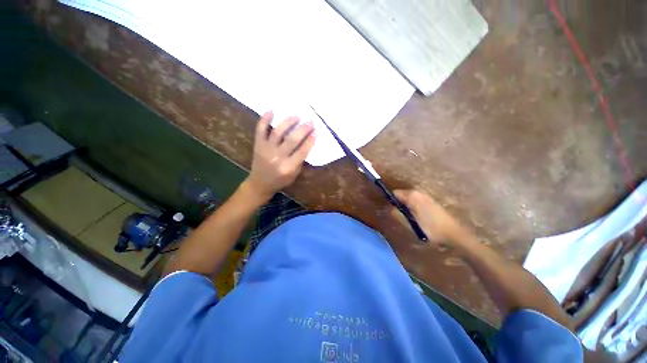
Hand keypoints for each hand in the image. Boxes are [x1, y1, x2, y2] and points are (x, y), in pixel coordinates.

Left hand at [245, 111, 315, 200]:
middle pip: (292, 140)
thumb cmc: (280, 180)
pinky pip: (260, 129)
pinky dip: (265, 119)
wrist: (260, 183)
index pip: (302, 151)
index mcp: (288, 167)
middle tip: (310, 122)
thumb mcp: (294, 174)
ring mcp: (266, 149)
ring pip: (278, 132)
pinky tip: (272, 111)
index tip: (316, 131)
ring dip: (288, 122)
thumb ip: (300, 160)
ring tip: (296, 116)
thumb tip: (307, 142)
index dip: (310, 141)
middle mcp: (277, 157)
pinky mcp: (258, 144)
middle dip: (303, 129)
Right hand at [394, 189, 473, 246]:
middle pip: (401, 195)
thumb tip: (387, 208)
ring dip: (405, 206)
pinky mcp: (430, 201)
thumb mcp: (411, 223)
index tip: (387, 209)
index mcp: (412, 196)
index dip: (390, 200)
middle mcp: (418, 193)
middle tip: (396, 215)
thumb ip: (397, 214)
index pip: (395, 193)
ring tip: (405, 217)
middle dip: (397, 203)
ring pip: (408, 198)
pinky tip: (415, 217)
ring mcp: (425, 196)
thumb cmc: (431, 229)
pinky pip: (415, 201)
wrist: (454, 234)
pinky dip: (411, 206)